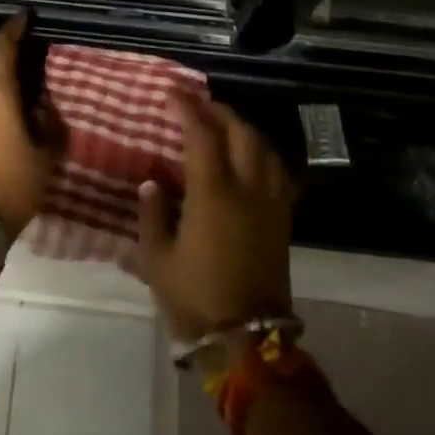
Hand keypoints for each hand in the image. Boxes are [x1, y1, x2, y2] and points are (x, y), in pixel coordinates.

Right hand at [136, 91, 294, 342]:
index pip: (201, 133)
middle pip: (239, 131)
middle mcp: (246, 188)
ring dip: (242, 127)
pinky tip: (250, 158)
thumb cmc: (196, 299)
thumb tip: (151, 182)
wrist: (248, 342)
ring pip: (263, 147)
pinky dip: (261, 153)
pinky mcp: (282, 220)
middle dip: (218, 110)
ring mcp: (269, 203)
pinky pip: (277, 171)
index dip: (186, 108)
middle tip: (196, 104)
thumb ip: (152, 215)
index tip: (171, 92)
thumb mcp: (157, 259)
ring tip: (223, 125)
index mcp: (213, 192)